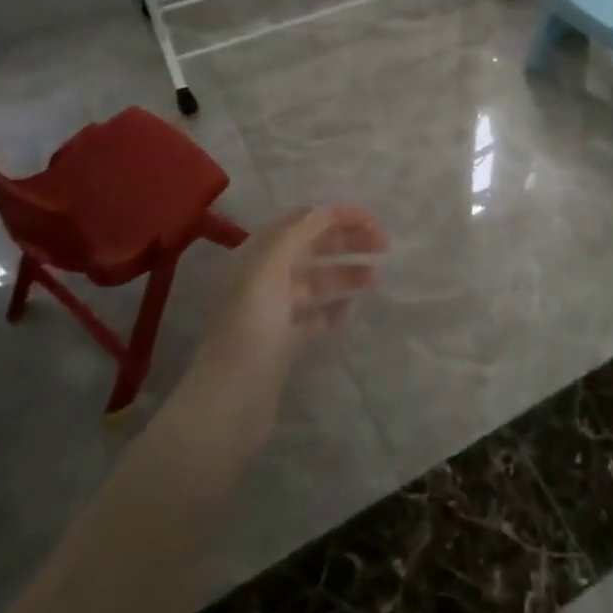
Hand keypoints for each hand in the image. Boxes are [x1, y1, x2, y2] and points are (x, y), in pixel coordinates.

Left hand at [173, 205, 386, 440]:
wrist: (229, 402)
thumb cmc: (250, 329)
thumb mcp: (269, 270)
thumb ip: (298, 234)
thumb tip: (326, 211)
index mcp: (258, 255)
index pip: (303, 221)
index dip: (337, 216)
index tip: (373, 222)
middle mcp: (265, 277)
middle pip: (312, 248)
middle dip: (347, 241)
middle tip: (384, 245)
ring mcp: (274, 312)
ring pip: (316, 281)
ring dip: (345, 273)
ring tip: (375, 277)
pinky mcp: (283, 343)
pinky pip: (314, 317)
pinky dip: (334, 309)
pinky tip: (351, 311)